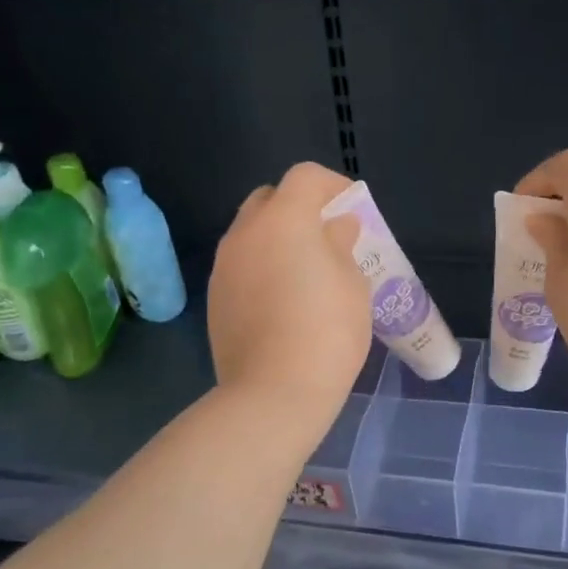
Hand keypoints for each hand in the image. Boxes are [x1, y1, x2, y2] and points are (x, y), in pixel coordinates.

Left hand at [209, 162, 371, 427]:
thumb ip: (342, 245)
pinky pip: (240, 265)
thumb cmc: (327, 331)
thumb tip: (336, 228)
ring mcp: (224, 265)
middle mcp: (245, 232)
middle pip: (269, 199)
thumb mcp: (352, 284)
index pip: (305, 177)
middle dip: (298, 208)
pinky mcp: (214, 298)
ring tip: (304, 271)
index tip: (352, 208)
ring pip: (250, 233)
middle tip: (326, 236)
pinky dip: (261, 267)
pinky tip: (282, 300)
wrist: (273, 391)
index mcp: (284, 219)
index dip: (333, 185)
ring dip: (276, 238)